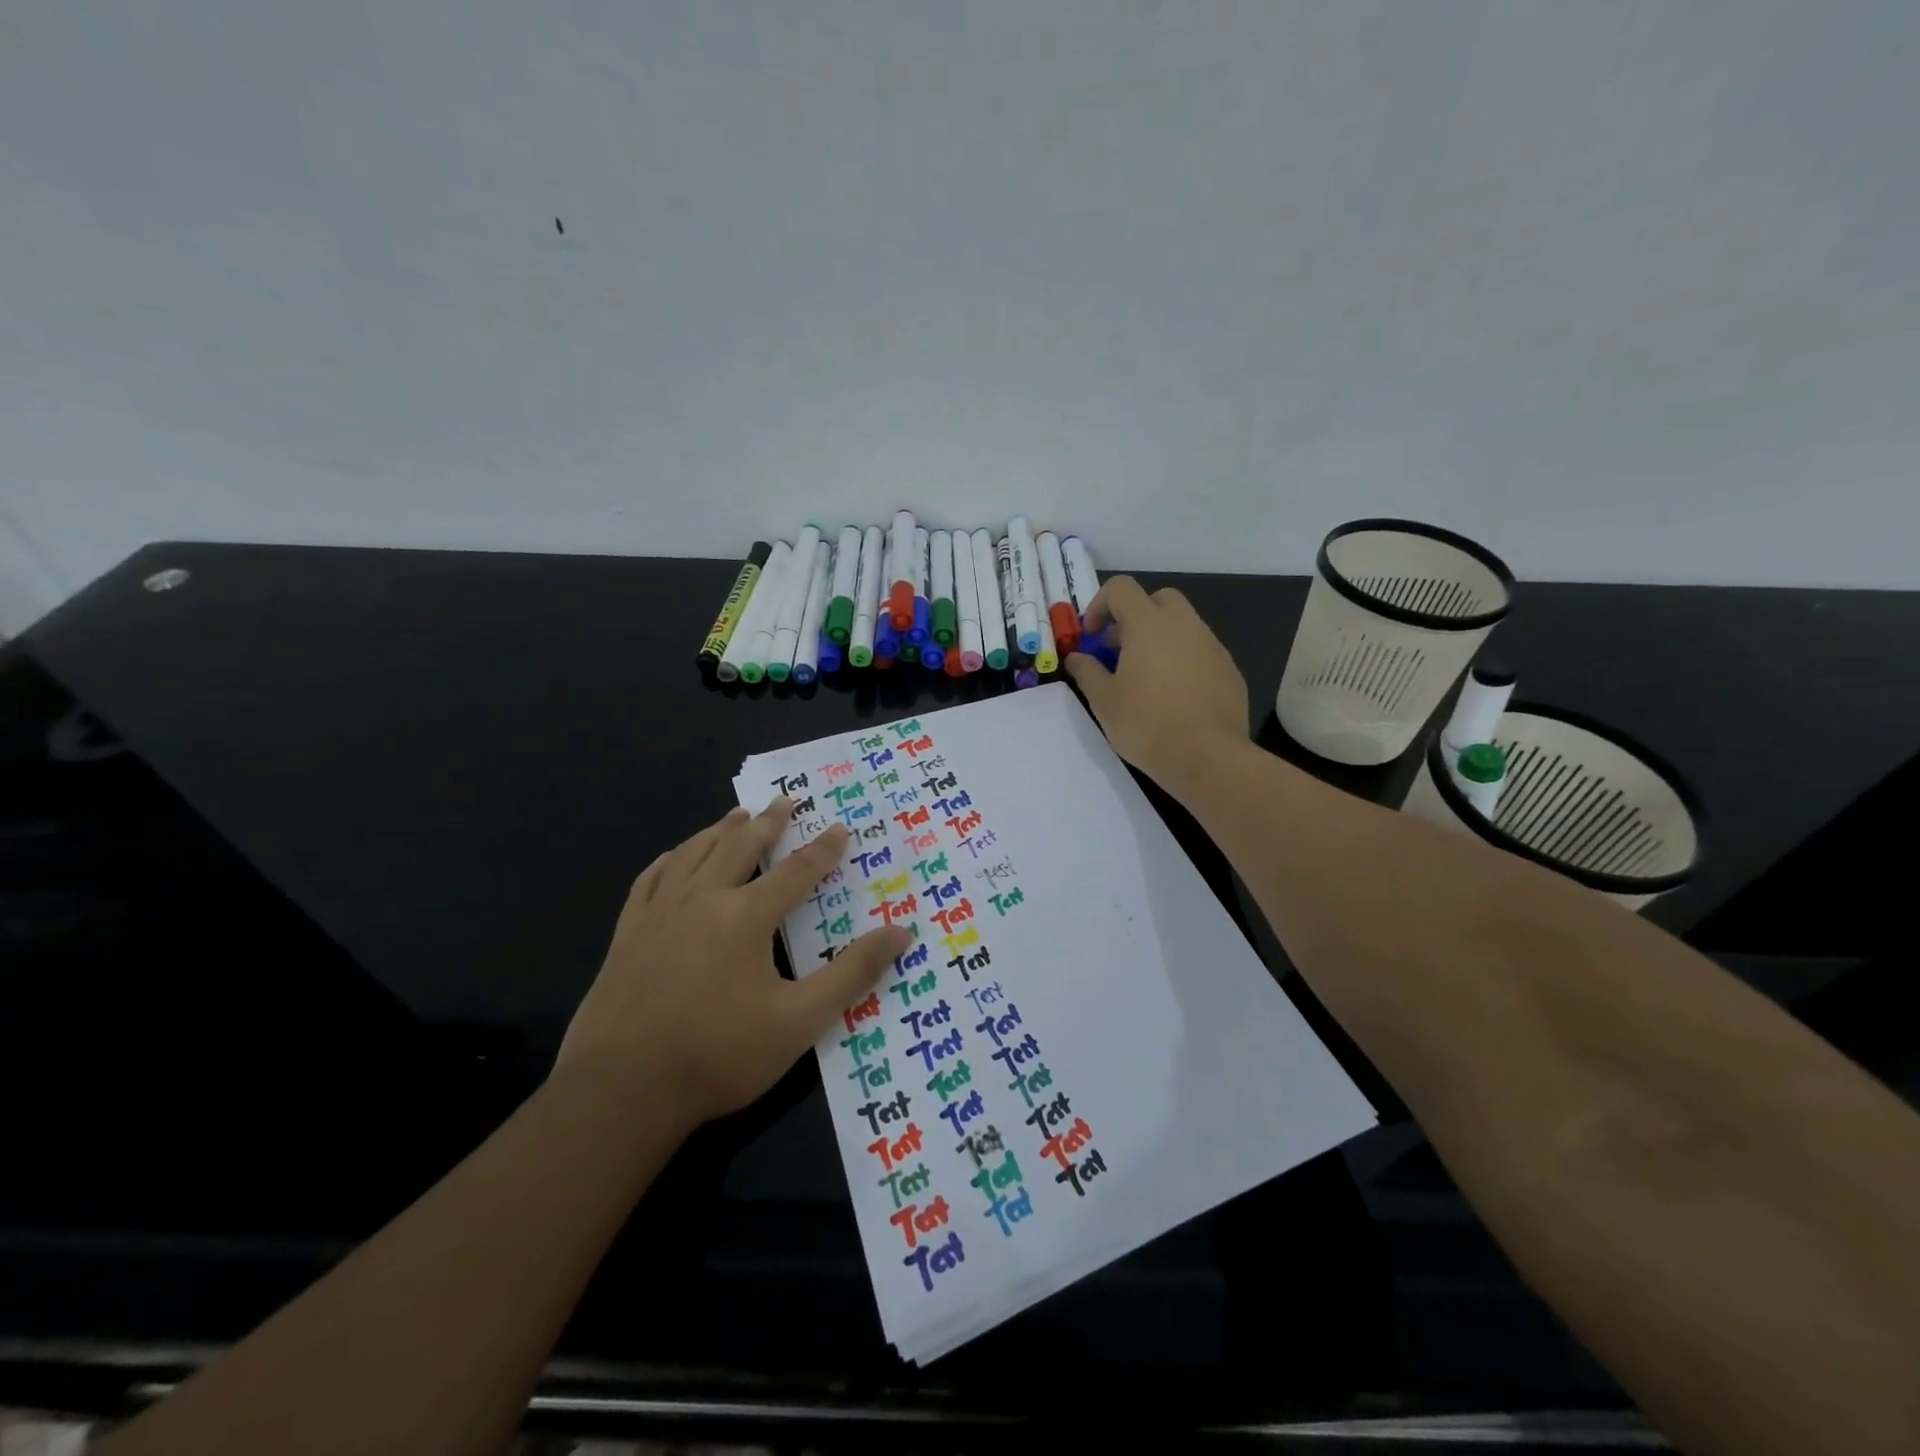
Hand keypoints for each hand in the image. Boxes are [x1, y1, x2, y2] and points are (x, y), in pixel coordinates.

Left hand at [557, 800, 910, 1126]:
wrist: (620, 1091)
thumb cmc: (718, 1055)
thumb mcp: (799, 1021)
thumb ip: (852, 974)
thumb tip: (901, 933)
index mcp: (746, 917)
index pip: (796, 871)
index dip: (823, 849)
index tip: (840, 827)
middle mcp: (703, 899)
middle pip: (741, 847)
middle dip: (768, 823)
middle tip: (784, 801)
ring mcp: (659, 913)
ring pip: (694, 853)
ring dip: (720, 830)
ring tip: (737, 814)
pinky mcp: (627, 933)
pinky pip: (651, 879)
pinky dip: (670, 859)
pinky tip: (675, 855)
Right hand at [1065, 575, 1249, 794]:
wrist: (1207, 756)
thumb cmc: (1146, 724)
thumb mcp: (1103, 700)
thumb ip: (1087, 672)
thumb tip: (1077, 658)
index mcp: (1149, 624)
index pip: (1121, 588)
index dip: (1099, 605)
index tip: (1091, 636)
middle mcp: (1184, 625)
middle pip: (1158, 599)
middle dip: (1135, 616)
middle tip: (1119, 650)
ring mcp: (1212, 646)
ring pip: (1183, 626)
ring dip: (1160, 639)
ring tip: (1145, 677)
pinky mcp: (1230, 670)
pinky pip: (1201, 652)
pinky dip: (1183, 661)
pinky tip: (1174, 696)